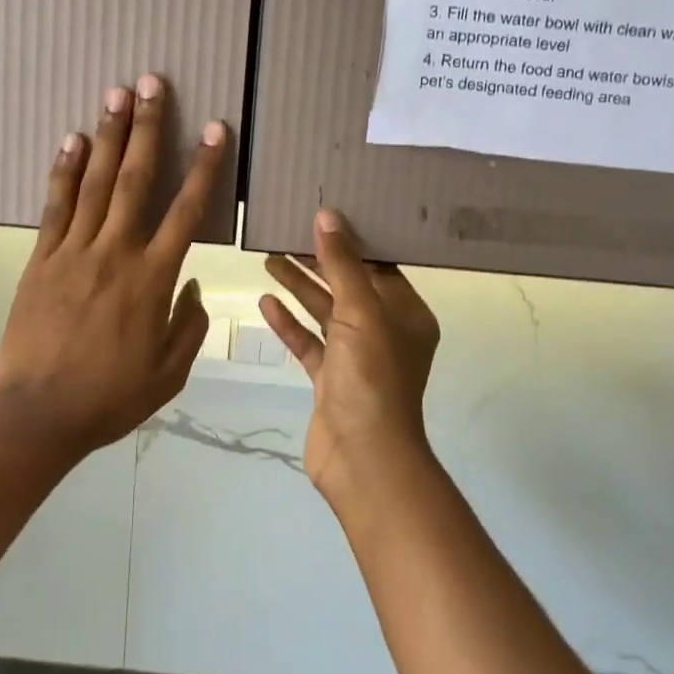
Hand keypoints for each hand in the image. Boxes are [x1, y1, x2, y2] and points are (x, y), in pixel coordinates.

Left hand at [0, 74, 228, 456]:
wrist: (38, 414)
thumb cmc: (110, 397)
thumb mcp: (169, 373)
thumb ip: (189, 324)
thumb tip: (194, 285)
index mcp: (152, 279)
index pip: (186, 211)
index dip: (204, 167)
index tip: (216, 130)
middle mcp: (115, 253)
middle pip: (136, 179)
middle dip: (148, 128)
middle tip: (152, 83)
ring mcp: (74, 252)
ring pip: (96, 183)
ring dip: (108, 136)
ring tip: (115, 94)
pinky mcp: (41, 260)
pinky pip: (55, 207)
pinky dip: (65, 171)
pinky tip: (72, 140)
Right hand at [261, 210, 440, 505]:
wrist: (363, 458)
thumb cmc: (372, 376)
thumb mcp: (360, 312)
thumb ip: (342, 265)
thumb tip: (328, 216)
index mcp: (407, 314)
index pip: (379, 267)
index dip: (351, 242)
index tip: (323, 216)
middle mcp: (385, 332)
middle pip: (348, 286)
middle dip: (318, 261)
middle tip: (286, 233)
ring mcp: (356, 357)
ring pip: (325, 312)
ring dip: (300, 287)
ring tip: (269, 258)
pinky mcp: (331, 379)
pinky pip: (309, 342)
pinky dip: (290, 323)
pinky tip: (266, 301)